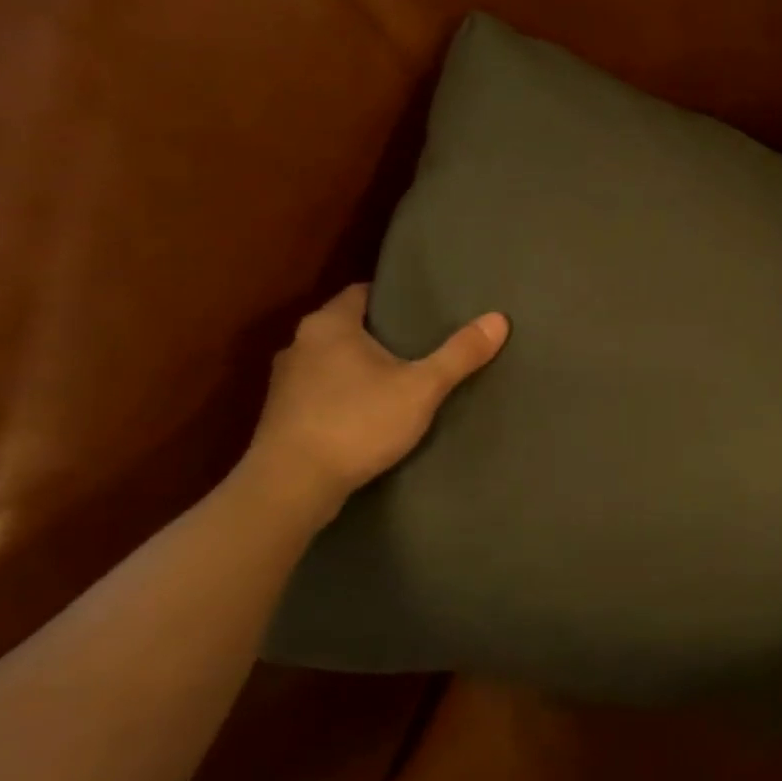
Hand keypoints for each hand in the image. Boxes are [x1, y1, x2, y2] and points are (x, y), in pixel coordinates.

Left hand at [243, 285, 508, 522]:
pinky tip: (368, 414)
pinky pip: (321, 392)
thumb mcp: (421, 388)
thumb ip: (459, 354)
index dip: (393, 298)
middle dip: (381, 334)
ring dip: (359, 367)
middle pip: (348, 327)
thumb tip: (499, 319)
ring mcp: (285, 382)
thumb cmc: (357, 423)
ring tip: (399, 379)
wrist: (291, 487)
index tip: (423, 309)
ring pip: (332, 361)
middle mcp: (300, 344)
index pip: (362, 293)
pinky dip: (344, 395)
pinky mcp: (282, 417)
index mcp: (329, 325)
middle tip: (421, 344)